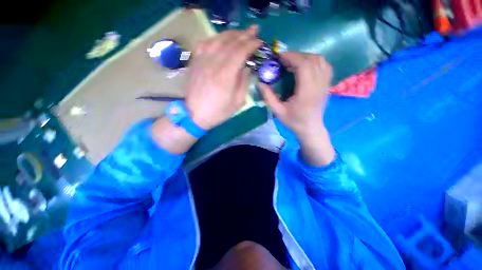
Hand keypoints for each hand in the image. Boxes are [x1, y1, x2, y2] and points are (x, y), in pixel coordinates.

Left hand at [152, 26, 260, 154]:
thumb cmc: (219, 111)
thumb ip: (244, 83)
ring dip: (231, 34)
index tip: (259, 42)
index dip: (252, 44)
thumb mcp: (238, 102)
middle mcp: (213, 63)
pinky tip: (220, 39)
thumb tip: (246, 68)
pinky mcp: (195, 62)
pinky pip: (204, 44)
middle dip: (244, 34)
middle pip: (230, 42)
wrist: (195, 115)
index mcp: (226, 75)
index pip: (241, 51)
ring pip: (217, 39)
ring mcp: (202, 61)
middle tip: (254, 31)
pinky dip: (215, 39)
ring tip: (240, 33)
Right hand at [259, 53, 334, 165]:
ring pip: (320, 61)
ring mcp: (325, 84)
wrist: (310, 128)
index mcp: (306, 92)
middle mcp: (318, 85)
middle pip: (312, 60)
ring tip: (293, 62)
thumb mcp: (277, 111)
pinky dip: (315, 61)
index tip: (280, 57)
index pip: (304, 66)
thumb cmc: (293, 121)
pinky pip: (325, 66)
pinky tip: (306, 66)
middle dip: (296, 56)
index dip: (292, 57)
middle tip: (284, 60)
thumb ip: (268, 97)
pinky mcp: (327, 85)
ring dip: (306, 57)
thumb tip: (259, 83)